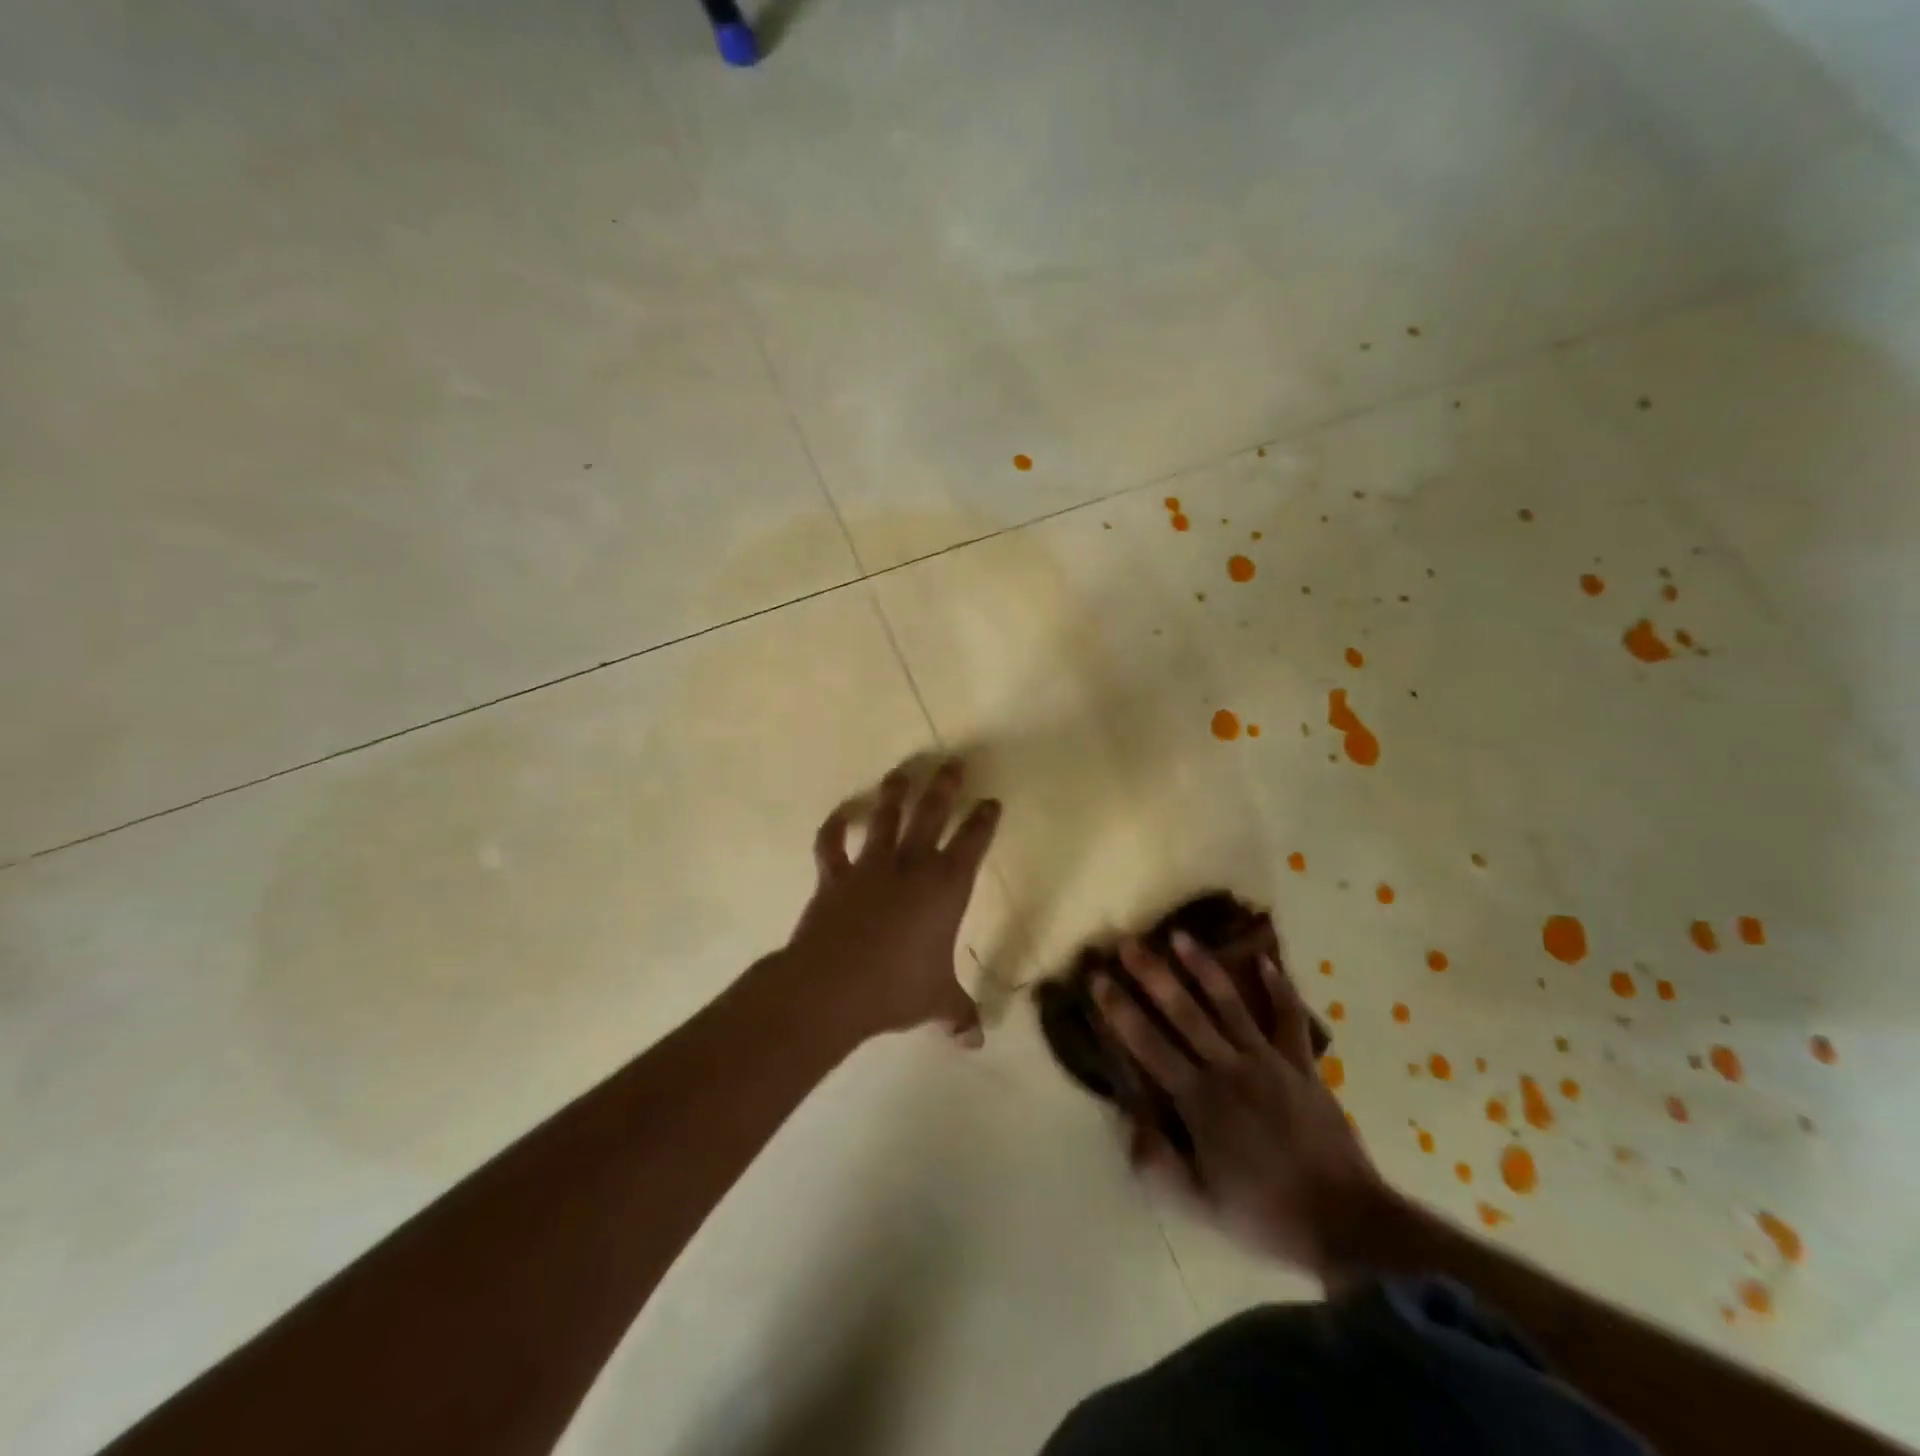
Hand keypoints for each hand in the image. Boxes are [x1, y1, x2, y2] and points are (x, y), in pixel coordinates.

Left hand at [785, 759, 1001, 1044]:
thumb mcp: (936, 1002)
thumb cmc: (897, 988)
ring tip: (901, 772)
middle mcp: (911, 866)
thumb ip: (958, 1014)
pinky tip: (840, 813)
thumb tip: (976, 1041)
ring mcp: (869, 867)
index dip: (984, 820)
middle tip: (952, 763)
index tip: (990, 802)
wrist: (833, 986)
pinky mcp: (834, 876)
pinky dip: (834, 827)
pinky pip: (831, 844)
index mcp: (946, 888)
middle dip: (944, 787)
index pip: (973, 843)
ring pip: (885, 818)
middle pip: (931, 815)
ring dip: (894, 793)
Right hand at [1095, 933, 1395, 1285]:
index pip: (1148, 1045)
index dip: (1120, 1010)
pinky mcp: (1301, 1065)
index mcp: (1199, 1100)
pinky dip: (1280, 989)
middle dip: (1152, 975)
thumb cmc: (1266, 1214)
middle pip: (1183, 1012)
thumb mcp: (1201, 1204)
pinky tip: (1267, 960)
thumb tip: (1128, 1122)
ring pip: (1228, 1004)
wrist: (1347, 1224)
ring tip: (1181, 935)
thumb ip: (1159, 1164)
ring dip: (1203, 967)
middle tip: (1128, 943)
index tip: (1098, 978)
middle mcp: (1228, 1068)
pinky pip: (1289, 1020)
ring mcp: (1268, 1061)